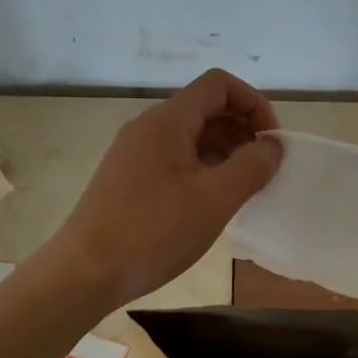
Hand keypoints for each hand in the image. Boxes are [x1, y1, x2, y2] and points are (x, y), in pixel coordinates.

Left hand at [50, 69, 283, 307]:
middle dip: (242, 130)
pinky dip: (202, 169)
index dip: (253, 103)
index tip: (271, 142)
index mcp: (168, 120)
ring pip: (190, 136)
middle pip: (206, 108)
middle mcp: (149, 127)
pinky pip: (174, 158)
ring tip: (244, 189)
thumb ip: (252, 166)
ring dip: (224, 152)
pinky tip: (212, 202)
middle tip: (264, 169)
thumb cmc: (153, 231)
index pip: (219, 84)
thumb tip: (272, 145)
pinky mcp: (128, 178)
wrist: (84, 273)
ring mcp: (135, 152)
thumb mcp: (215, 200)